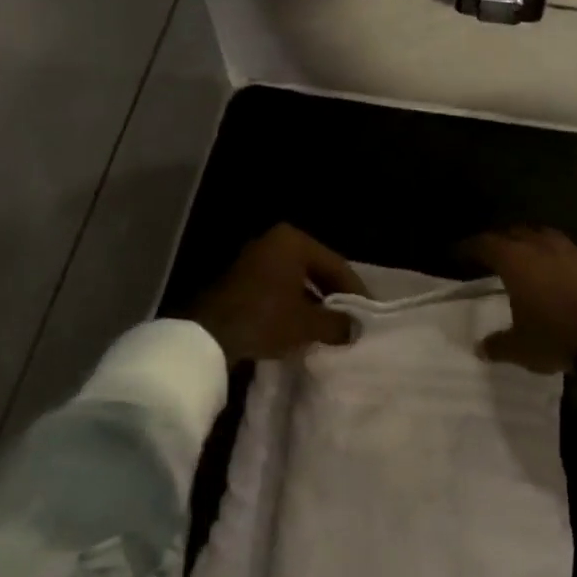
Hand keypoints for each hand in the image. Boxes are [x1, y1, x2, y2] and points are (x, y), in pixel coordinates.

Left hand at [189, 223, 366, 362]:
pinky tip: (302, 326)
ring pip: (297, 280)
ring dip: (313, 302)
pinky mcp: (241, 278)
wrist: (208, 335)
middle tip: (351, 320)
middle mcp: (275, 241)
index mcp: (294, 241)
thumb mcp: (308, 324)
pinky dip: (292, 304)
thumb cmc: (265, 319)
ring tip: (329, 327)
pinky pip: (278, 288)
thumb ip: (338, 323)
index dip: (355, 292)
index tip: (369, 315)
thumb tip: (355, 329)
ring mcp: (255, 258)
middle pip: (317, 270)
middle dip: (334, 296)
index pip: (337, 265)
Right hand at [462, 227, 576, 372]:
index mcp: (516, 262)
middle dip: (503, 240)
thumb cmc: (556, 340)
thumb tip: (480, 348)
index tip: (460, 253)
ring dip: (538, 240)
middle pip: (517, 232)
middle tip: (496, 252)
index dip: (470, 247)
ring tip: (534, 251)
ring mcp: (576, 249)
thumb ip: (497, 344)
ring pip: (550, 234)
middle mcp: (543, 247)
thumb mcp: (519, 348)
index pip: (485, 243)